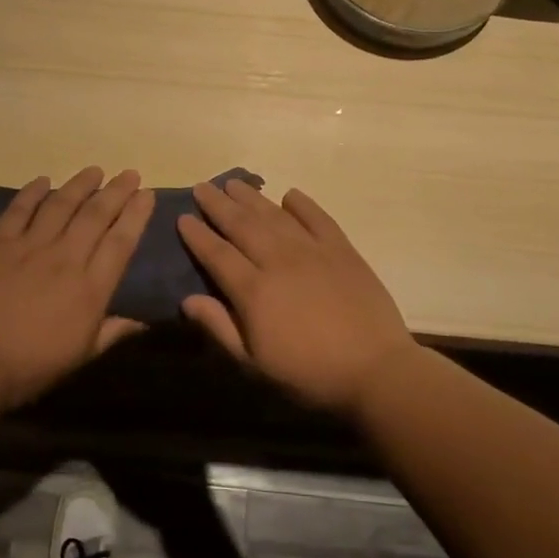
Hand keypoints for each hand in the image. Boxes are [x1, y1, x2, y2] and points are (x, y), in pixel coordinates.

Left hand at [0, 167, 153, 408]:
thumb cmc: (31, 366)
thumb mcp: (81, 355)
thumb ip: (113, 332)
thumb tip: (144, 321)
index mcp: (90, 288)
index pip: (121, 241)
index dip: (137, 214)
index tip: (147, 194)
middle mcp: (65, 258)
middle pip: (96, 215)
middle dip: (117, 191)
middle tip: (130, 173)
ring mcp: (30, 247)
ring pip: (61, 205)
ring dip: (80, 184)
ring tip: (95, 170)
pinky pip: (19, 210)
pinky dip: (32, 192)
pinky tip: (43, 180)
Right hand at [176, 179, 419, 415]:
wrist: (376, 370)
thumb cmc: (309, 374)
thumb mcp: (254, 363)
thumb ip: (220, 327)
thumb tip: (187, 300)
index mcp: (254, 290)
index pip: (217, 254)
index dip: (198, 235)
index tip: (183, 217)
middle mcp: (279, 261)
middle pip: (242, 225)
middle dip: (219, 204)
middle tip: (202, 186)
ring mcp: (313, 251)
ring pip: (275, 216)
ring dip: (252, 197)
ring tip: (234, 183)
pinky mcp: (342, 250)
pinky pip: (318, 218)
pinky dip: (302, 204)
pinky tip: (289, 195)